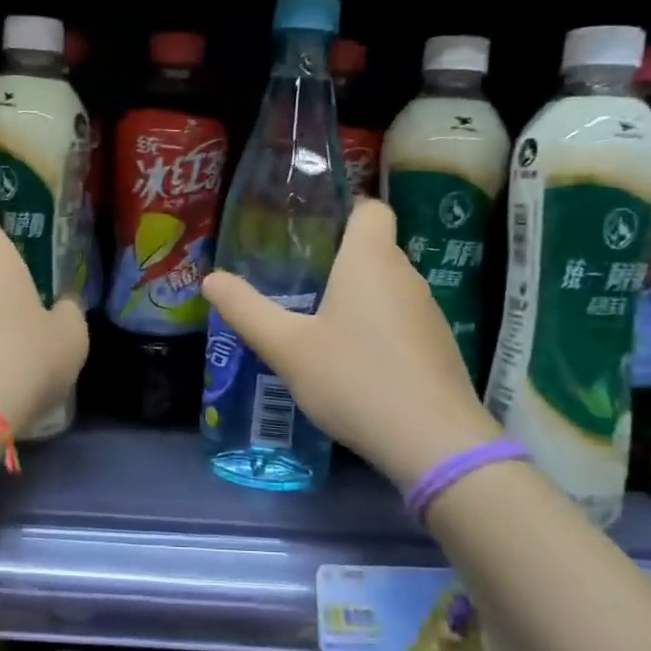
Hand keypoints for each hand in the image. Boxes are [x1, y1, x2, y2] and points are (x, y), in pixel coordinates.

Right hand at [202, 198, 499, 488]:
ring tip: (318, 324)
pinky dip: (378, 329)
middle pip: (374, 248)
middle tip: (296, 282)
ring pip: (388, 287)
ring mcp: (429, 312)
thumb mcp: (286, 348)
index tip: (310, 233)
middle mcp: (406, 275)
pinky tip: (354, 363)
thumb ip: (246, 310)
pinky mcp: (439, 347)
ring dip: (358, 298)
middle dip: (338, 260)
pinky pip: (402, 320)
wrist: (433, 442)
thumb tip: (211, 279)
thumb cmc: (353, 379)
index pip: (370, 208)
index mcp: (370, 259)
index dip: (343, 211)